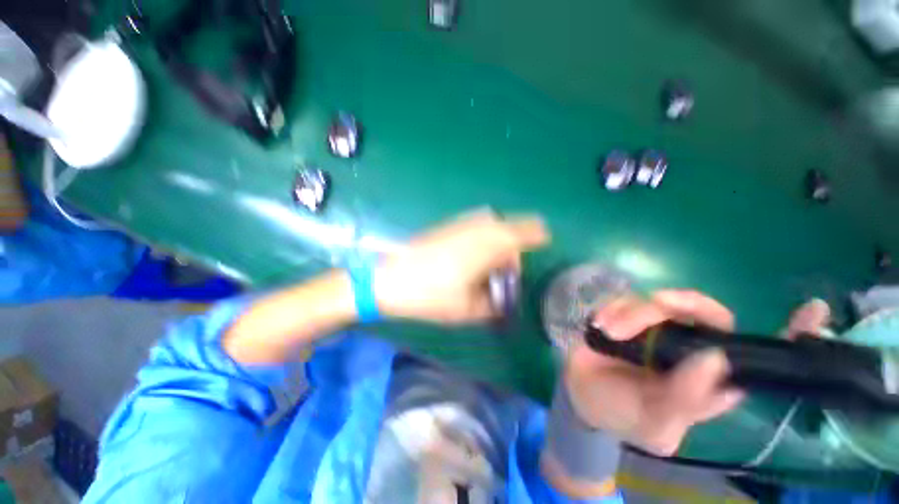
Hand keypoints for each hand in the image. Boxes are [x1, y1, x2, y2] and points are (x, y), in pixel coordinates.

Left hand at [374, 209, 548, 323]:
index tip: (538, 253)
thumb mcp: (469, 309)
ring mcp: (463, 222)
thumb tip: (502, 299)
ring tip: (484, 268)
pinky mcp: (449, 224)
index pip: (530, 231)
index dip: (539, 239)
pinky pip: (477, 226)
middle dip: (513, 249)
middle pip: (512, 229)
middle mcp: (481, 225)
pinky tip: (467, 258)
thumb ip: (494, 304)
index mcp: (493, 243)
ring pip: (494, 226)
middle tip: (501, 273)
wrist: (389, 278)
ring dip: (497, 243)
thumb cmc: (432, 294)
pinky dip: (482, 239)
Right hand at [564, 290, 743, 455]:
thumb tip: (715, 358)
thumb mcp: (655, 423)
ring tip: (607, 332)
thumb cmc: (623, 415)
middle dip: (676, 305)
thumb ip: (685, 399)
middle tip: (653, 303)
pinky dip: (611, 309)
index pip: (728, 340)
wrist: (581, 394)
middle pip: (696, 310)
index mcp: (706, 377)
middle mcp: (686, 347)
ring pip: (656, 302)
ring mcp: (655, 328)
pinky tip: (598, 325)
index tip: (687, 320)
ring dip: (631, 313)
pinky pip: (624, 300)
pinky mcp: (627, 316)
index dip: (713, 321)